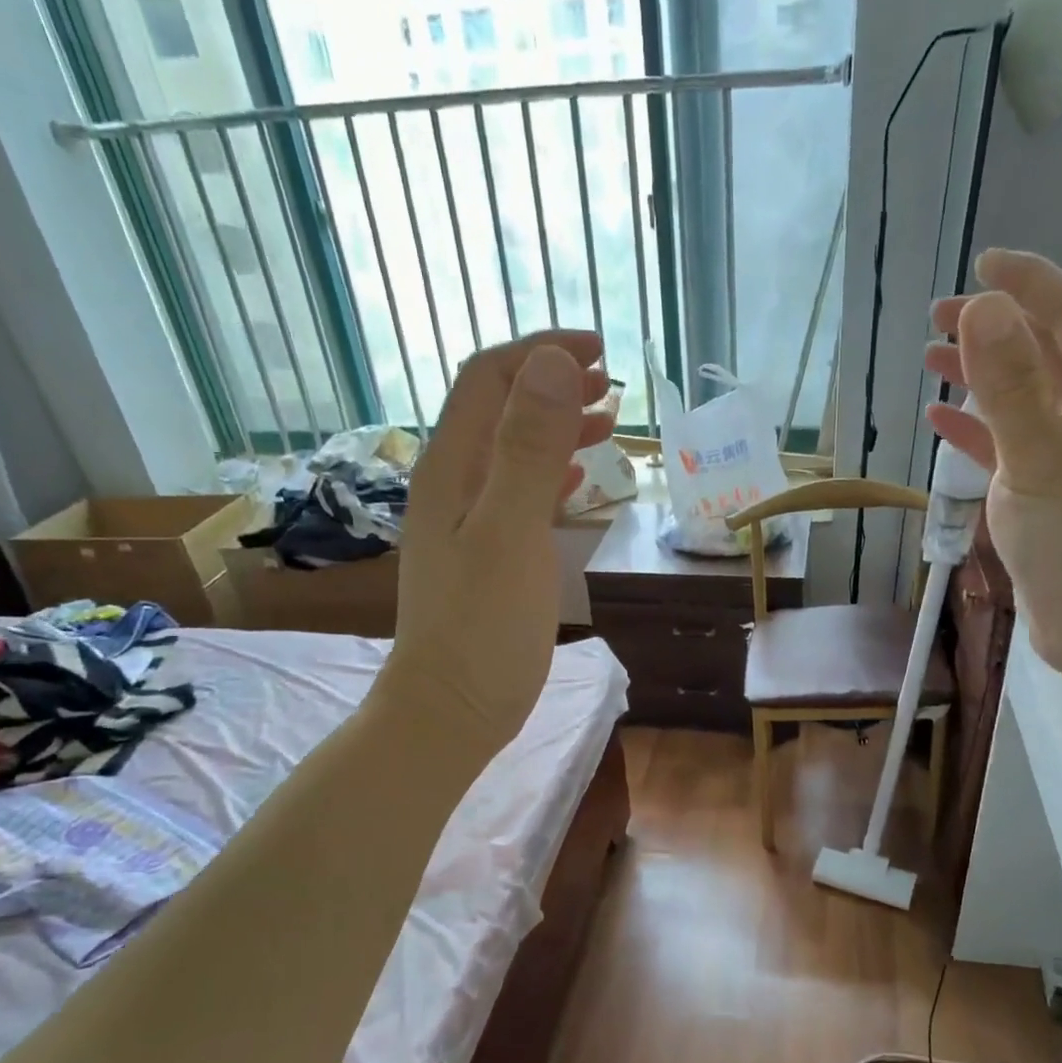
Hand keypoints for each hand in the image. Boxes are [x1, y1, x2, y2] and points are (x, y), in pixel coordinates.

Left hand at [385, 330, 614, 756]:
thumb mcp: (510, 532)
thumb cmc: (482, 626)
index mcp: (452, 468)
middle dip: (552, 384)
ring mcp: (467, 522)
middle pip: (499, 409)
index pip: (489, 379)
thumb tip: (553, 364)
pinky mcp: (487, 556)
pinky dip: (552, 473)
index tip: (598, 353)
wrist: (451, 709)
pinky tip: (579, 479)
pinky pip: (520, 494)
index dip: (540, 354)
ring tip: (607, 420)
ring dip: (557, 426)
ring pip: (513, 452)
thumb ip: (529, 449)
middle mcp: (453, 484)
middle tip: (610, 383)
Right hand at [923, 250, 1061, 683]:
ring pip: (1023, 399)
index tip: (981, 264)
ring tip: (932, 359)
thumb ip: (1008, 385)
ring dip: (981, 376)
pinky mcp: (1048, 494)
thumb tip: (982, 308)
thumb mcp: (1038, 457)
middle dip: (996, 327)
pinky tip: (941, 420)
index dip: (1030, 282)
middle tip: (940, 315)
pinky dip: (976, 428)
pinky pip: (1008, 445)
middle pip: (1046, 352)